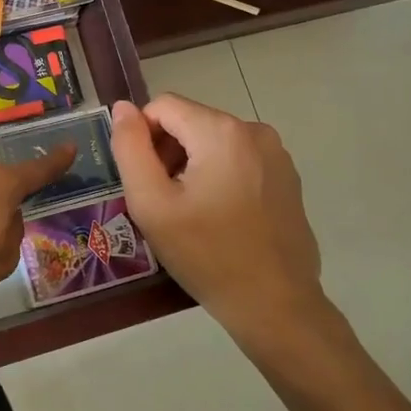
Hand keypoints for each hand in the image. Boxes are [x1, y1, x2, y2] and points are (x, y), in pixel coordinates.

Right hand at [110, 95, 328, 344]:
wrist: (274, 304)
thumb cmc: (206, 255)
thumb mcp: (152, 204)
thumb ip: (130, 149)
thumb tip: (122, 108)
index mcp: (221, 131)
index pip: (163, 106)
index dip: (141, 137)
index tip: (142, 180)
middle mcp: (254, 130)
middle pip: (190, 122)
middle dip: (168, 153)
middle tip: (163, 202)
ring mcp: (276, 153)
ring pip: (214, 141)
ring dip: (192, 166)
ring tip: (190, 213)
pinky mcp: (288, 177)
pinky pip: (239, 160)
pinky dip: (220, 177)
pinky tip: (219, 217)